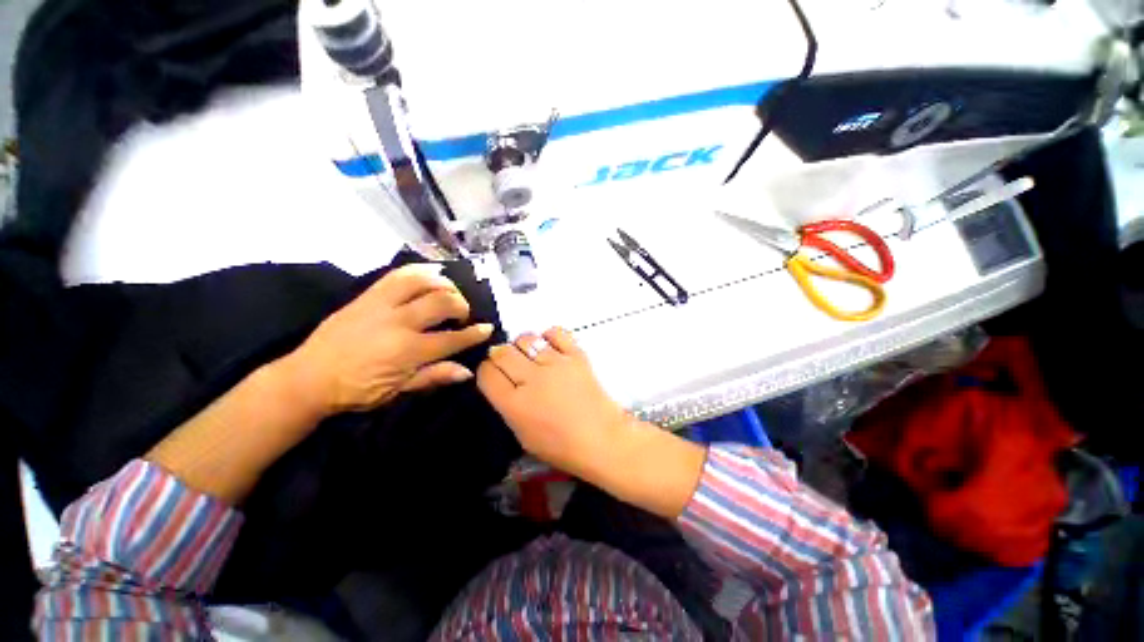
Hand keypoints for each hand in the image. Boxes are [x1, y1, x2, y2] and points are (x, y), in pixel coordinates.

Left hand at [285, 264, 493, 415]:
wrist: (307, 378)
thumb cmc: (355, 391)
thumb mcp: (398, 391)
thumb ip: (434, 377)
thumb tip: (467, 372)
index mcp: (408, 351)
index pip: (452, 338)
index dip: (474, 333)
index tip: (488, 328)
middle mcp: (399, 322)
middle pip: (442, 302)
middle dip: (461, 305)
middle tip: (462, 314)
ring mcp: (381, 305)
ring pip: (422, 281)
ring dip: (443, 284)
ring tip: (448, 292)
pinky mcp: (366, 296)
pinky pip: (397, 275)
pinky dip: (419, 271)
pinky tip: (430, 274)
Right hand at [477, 327, 706, 517]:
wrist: (602, 439)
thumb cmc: (562, 446)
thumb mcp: (523, 435)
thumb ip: (508, 406)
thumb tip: (503, 382)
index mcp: (514, 404)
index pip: (487, 373)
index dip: (486, 371)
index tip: (493, 374)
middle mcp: (531, 379)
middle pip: (502, 352)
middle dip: (500, 355)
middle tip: (510, 363)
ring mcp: (555, 364)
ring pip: (526, 339)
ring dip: (522, 345)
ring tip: (531, 355)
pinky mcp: (576, 355)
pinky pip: (556, 332)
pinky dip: (549, 335)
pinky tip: (550, 345)